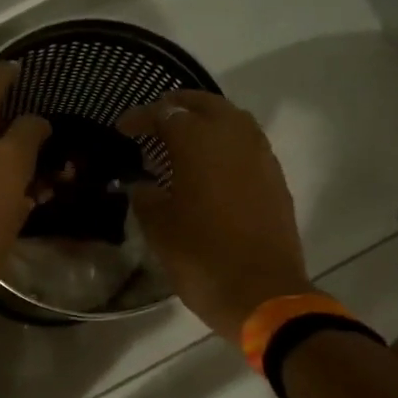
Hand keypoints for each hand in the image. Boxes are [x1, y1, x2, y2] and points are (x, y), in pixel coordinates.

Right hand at [117, 91, 309, 342]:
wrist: (261, 293)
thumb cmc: (201, 257)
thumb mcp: (158, 228)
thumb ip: (145, 197)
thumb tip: (141, 185)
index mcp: (199, 142)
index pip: (164, 114)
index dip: (140, 118)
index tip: (122, 129)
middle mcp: (234, 137)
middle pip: (204, 104)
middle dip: (176, 107)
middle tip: (154, 121)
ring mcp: (260, 156)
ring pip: (231, 119)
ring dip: (205, 121)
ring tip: (182, 140)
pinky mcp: (275, 178)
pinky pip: (247, 144)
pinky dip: (225, 144)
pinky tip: (211, 166)